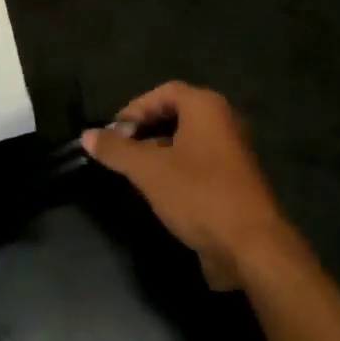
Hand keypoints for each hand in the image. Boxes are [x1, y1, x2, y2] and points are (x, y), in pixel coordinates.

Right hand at [82, 82, 292, 291]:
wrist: (252, 248)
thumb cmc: (199, 194)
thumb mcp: (149, 170)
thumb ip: (116, 150)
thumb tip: (87, 135)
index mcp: (207, 107)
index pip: (164, 92)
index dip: (136, 108)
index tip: (114, 132)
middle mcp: (224, 122)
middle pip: (177, 114)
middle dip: (145, 129)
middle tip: (121, 150)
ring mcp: (233, 152)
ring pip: (188, 141)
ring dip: (159, 151)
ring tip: (134, 172)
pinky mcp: (236, 181)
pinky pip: (200, 163)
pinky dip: (177, 169)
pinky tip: (160, 192)